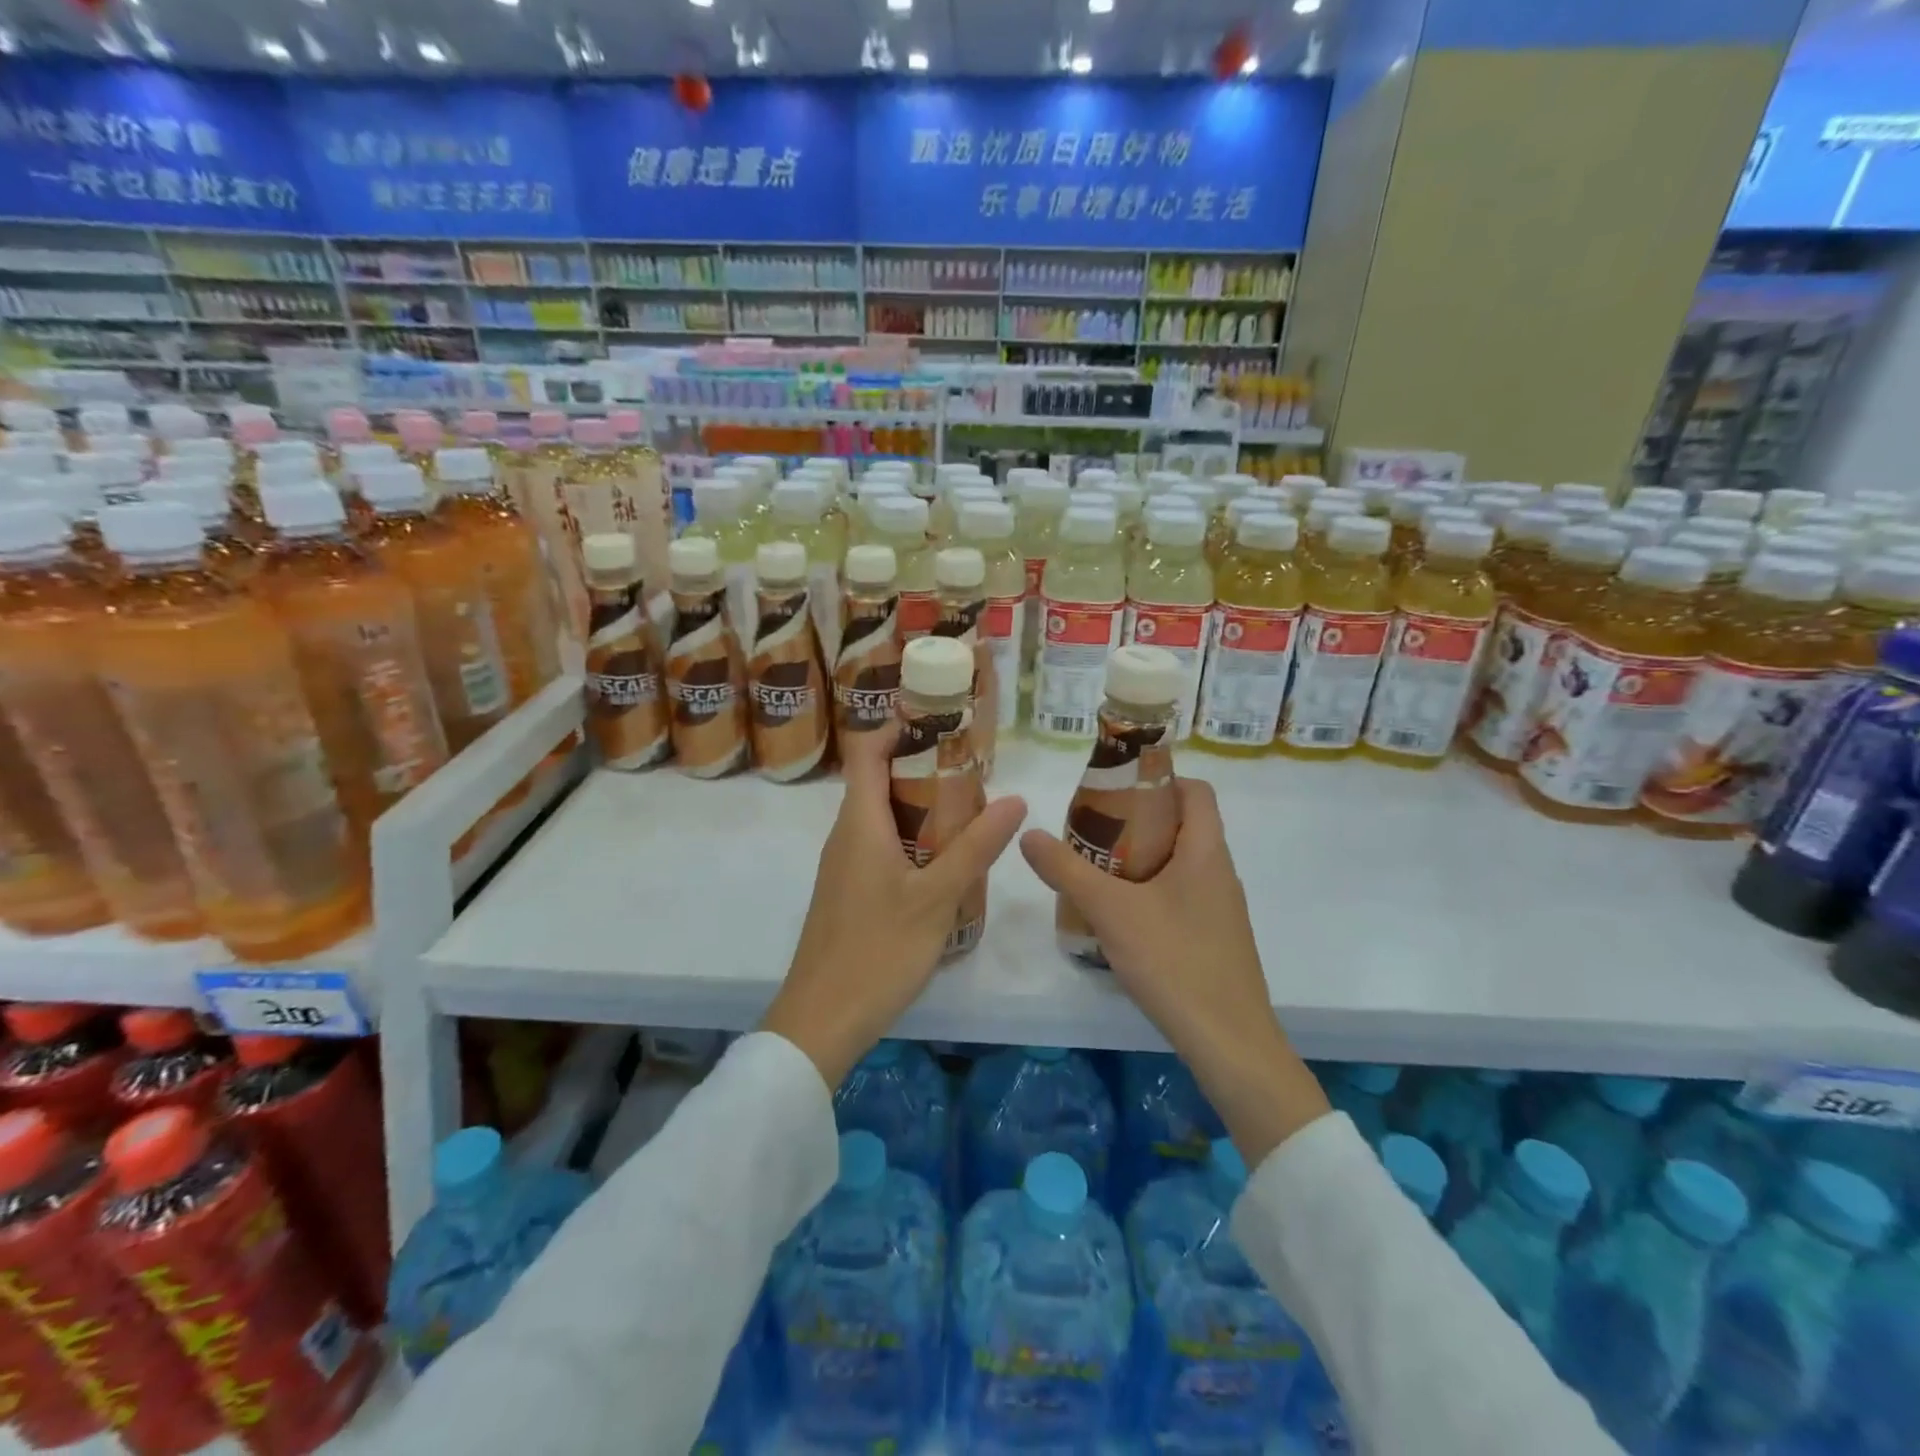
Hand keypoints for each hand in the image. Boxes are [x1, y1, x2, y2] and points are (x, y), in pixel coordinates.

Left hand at [762, 725, 1027, 1087]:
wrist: (821, 1020)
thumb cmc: (877, 951)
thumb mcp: (937, 898)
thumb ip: (975, 847)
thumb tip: (1016, 798)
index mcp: (859, 822)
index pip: (867, 751)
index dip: (898, 727)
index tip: (942, 721)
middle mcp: (846, 834)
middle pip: (878, 779)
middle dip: (923, 767)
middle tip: (973, 771)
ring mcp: (844, 865)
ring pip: (882, 816)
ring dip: (921, 805)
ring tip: (970, 811)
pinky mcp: (849, 891)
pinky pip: (880, 845)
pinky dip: (912, 838)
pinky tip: (946, 862)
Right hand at [1020, 777, 1328, 1165]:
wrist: (1229, 1042)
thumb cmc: (1175, 961)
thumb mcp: (1112, 911)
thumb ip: (1068, 871)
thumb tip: (1029, 834)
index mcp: (1207, 852)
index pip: (1196, 791)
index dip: (1160, 778)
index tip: (1117, 788)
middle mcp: (1220, 873)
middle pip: (1183, 825)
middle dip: (1138, 820)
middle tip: (1092, 830)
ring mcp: (1220, 909)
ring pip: (1180, 864)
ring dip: (1141, 858)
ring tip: (1097, 869)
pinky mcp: (1214, 939)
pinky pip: (1181, 896)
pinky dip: (1150, 891)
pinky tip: (1120, 916)